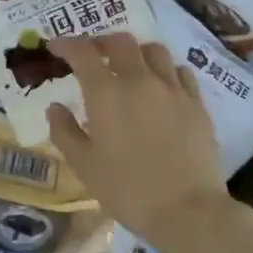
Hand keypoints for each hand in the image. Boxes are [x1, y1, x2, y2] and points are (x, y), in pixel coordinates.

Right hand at [46, 34, 234, 246]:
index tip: (54, 47)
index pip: (82, 53)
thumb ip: (64, 131)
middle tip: (91, 54)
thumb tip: (55, 106)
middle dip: (101, 42)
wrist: (187, 210)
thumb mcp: (84, 165)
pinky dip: (164, 70)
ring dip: (135, 52)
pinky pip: (180, 72)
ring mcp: (173, 89)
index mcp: (106, 93)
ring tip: (128, 66)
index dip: (65, 44)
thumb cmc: (127, 189)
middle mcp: (140, 80)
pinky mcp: (197, 104)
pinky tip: (161, 85)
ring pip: (154, 51)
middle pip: (120, 42)